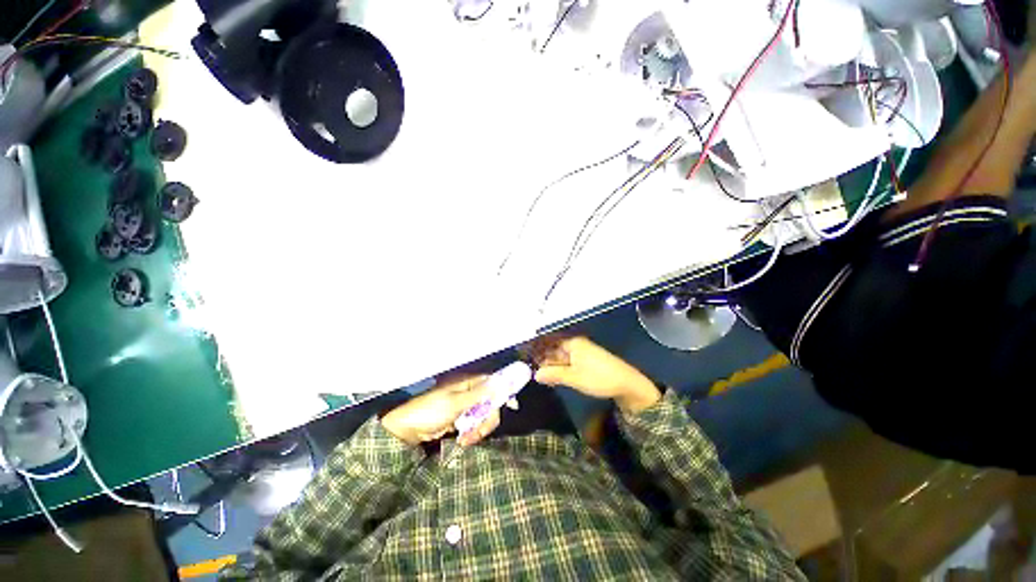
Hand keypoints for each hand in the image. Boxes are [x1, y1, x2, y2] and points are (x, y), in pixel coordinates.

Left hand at [381, 376, 500, 446]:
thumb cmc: (429, 411)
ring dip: (479, 429)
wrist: (406, 431)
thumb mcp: (455, 403)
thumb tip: (501, 383)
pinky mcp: (460, 420)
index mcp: (467, 383)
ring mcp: (464, 407)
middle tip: (479, 433)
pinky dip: (472, 434)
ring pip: (483, 416)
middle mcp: (469, 393)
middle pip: (490, 403)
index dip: (503, 391)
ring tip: (466, 440)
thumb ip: (480, 394)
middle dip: (487, 419)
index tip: (512, 405)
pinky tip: (463, 441)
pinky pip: (474, 426)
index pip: (492, 383)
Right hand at [530, 336, 660, 414]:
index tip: (526, 361)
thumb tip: (535, 374)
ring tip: (540, 378)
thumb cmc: (599, 377)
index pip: (550, 344)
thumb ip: (554, 375)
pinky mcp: (586, 362)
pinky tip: (554, 379)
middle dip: (544, 361)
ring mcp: (582, 353)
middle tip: (531, 373)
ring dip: (552, 368)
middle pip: (555, 351)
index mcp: (572, 343)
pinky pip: (569, 363)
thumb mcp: (574, 377)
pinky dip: (561, 370)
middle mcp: (576, 345)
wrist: (627, 384)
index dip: (538, 352)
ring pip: (561, 358)